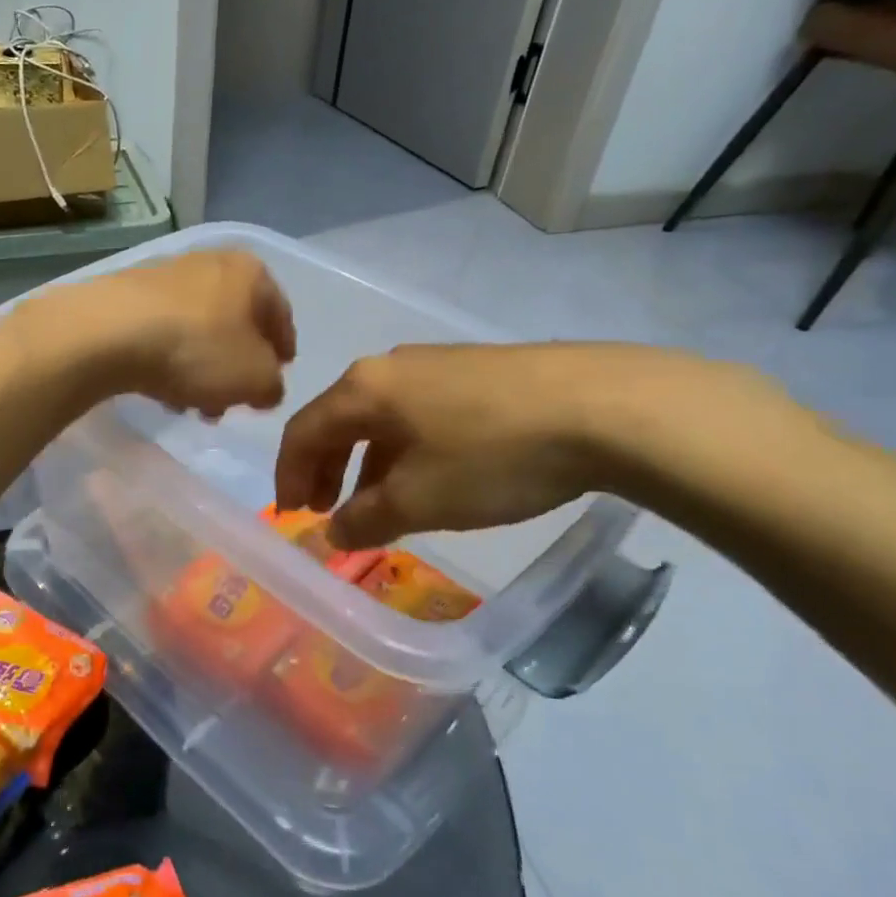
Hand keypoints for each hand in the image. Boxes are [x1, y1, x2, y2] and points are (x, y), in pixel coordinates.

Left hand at [15, 250, 296, 416]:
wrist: (108, 333)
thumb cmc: (197, 349)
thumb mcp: (255, 378)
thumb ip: (272, 385)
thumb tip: (266, 388)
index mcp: (251, 273)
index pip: (280, 313)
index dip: (283, 349)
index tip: (279, 375)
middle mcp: (210, 264)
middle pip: (233, 323)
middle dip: (234, 366)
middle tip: (231, 402)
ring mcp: (164, 276)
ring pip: (196, 331)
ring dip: (200, 369)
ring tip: (193, 406)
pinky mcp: (126, 296)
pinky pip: (161, 334)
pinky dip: (168, 361)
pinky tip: (161, 391)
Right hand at [274, 342, 776, 547]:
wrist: (608, 408)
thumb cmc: (492, 456)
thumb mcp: (419, 499)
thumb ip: (364, 519)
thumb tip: (333, 531)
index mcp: (364, 390)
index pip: (302, 431)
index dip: (287, 476)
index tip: (290, 515)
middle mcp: (392, 367)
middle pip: (338, 420)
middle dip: (324, 469)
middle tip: (323, 509)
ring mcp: (438, 364)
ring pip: (381, 418)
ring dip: (366, 463)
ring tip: (376, 503)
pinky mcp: (479, 371)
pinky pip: (419, 414)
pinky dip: (405, 450)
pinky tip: (429, 477)